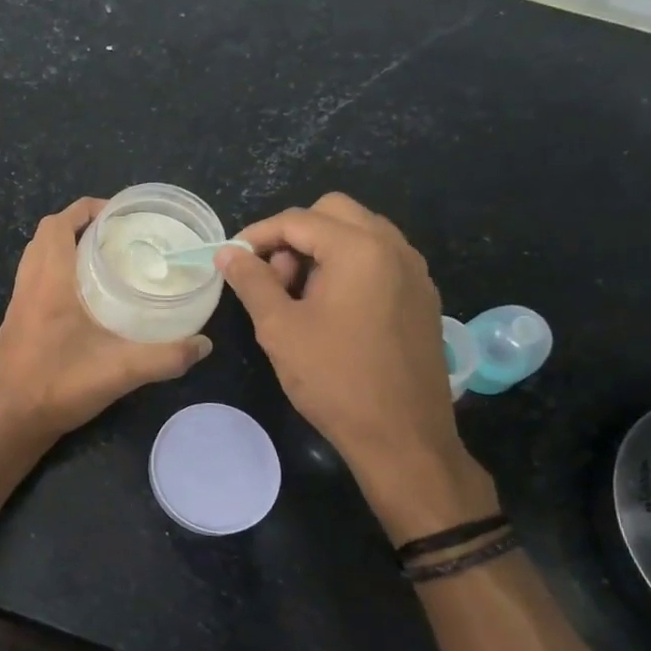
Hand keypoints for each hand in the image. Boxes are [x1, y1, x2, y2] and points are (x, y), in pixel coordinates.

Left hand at [0, 198, 210, 450]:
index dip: (85, 210)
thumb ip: (166, 357)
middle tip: (115, 235)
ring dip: (63, 246)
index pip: (58, 224)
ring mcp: (18, 303)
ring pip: (36, 256)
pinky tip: (82, 296)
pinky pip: (33, 278)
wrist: (12, 421)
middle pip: (45, 234)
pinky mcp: (15, 321)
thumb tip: (204, 344)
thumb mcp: (120, 371)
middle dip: (77, 224)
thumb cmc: (60, 386)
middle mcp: (29, 284)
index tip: (118, 214)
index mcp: (49, 282)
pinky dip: (54, 270)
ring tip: (102, 259)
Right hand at [217, 193, 496, 543]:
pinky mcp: (422, 297)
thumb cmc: (335, 380)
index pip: (297, 220)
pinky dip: (348, 267)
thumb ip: (251, 281)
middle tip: (274, 279)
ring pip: (359, 234)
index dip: (257, 235)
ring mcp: (414, 272)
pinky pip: (379, 260)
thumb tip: (228, 252)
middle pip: (333, 213)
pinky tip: (332, 309)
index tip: (233, 261)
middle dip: (294, 236)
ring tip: (299, 297)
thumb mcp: (279, 328)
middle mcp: (394, 248)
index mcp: (360, 249)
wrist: (403, 437)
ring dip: (322, 250)